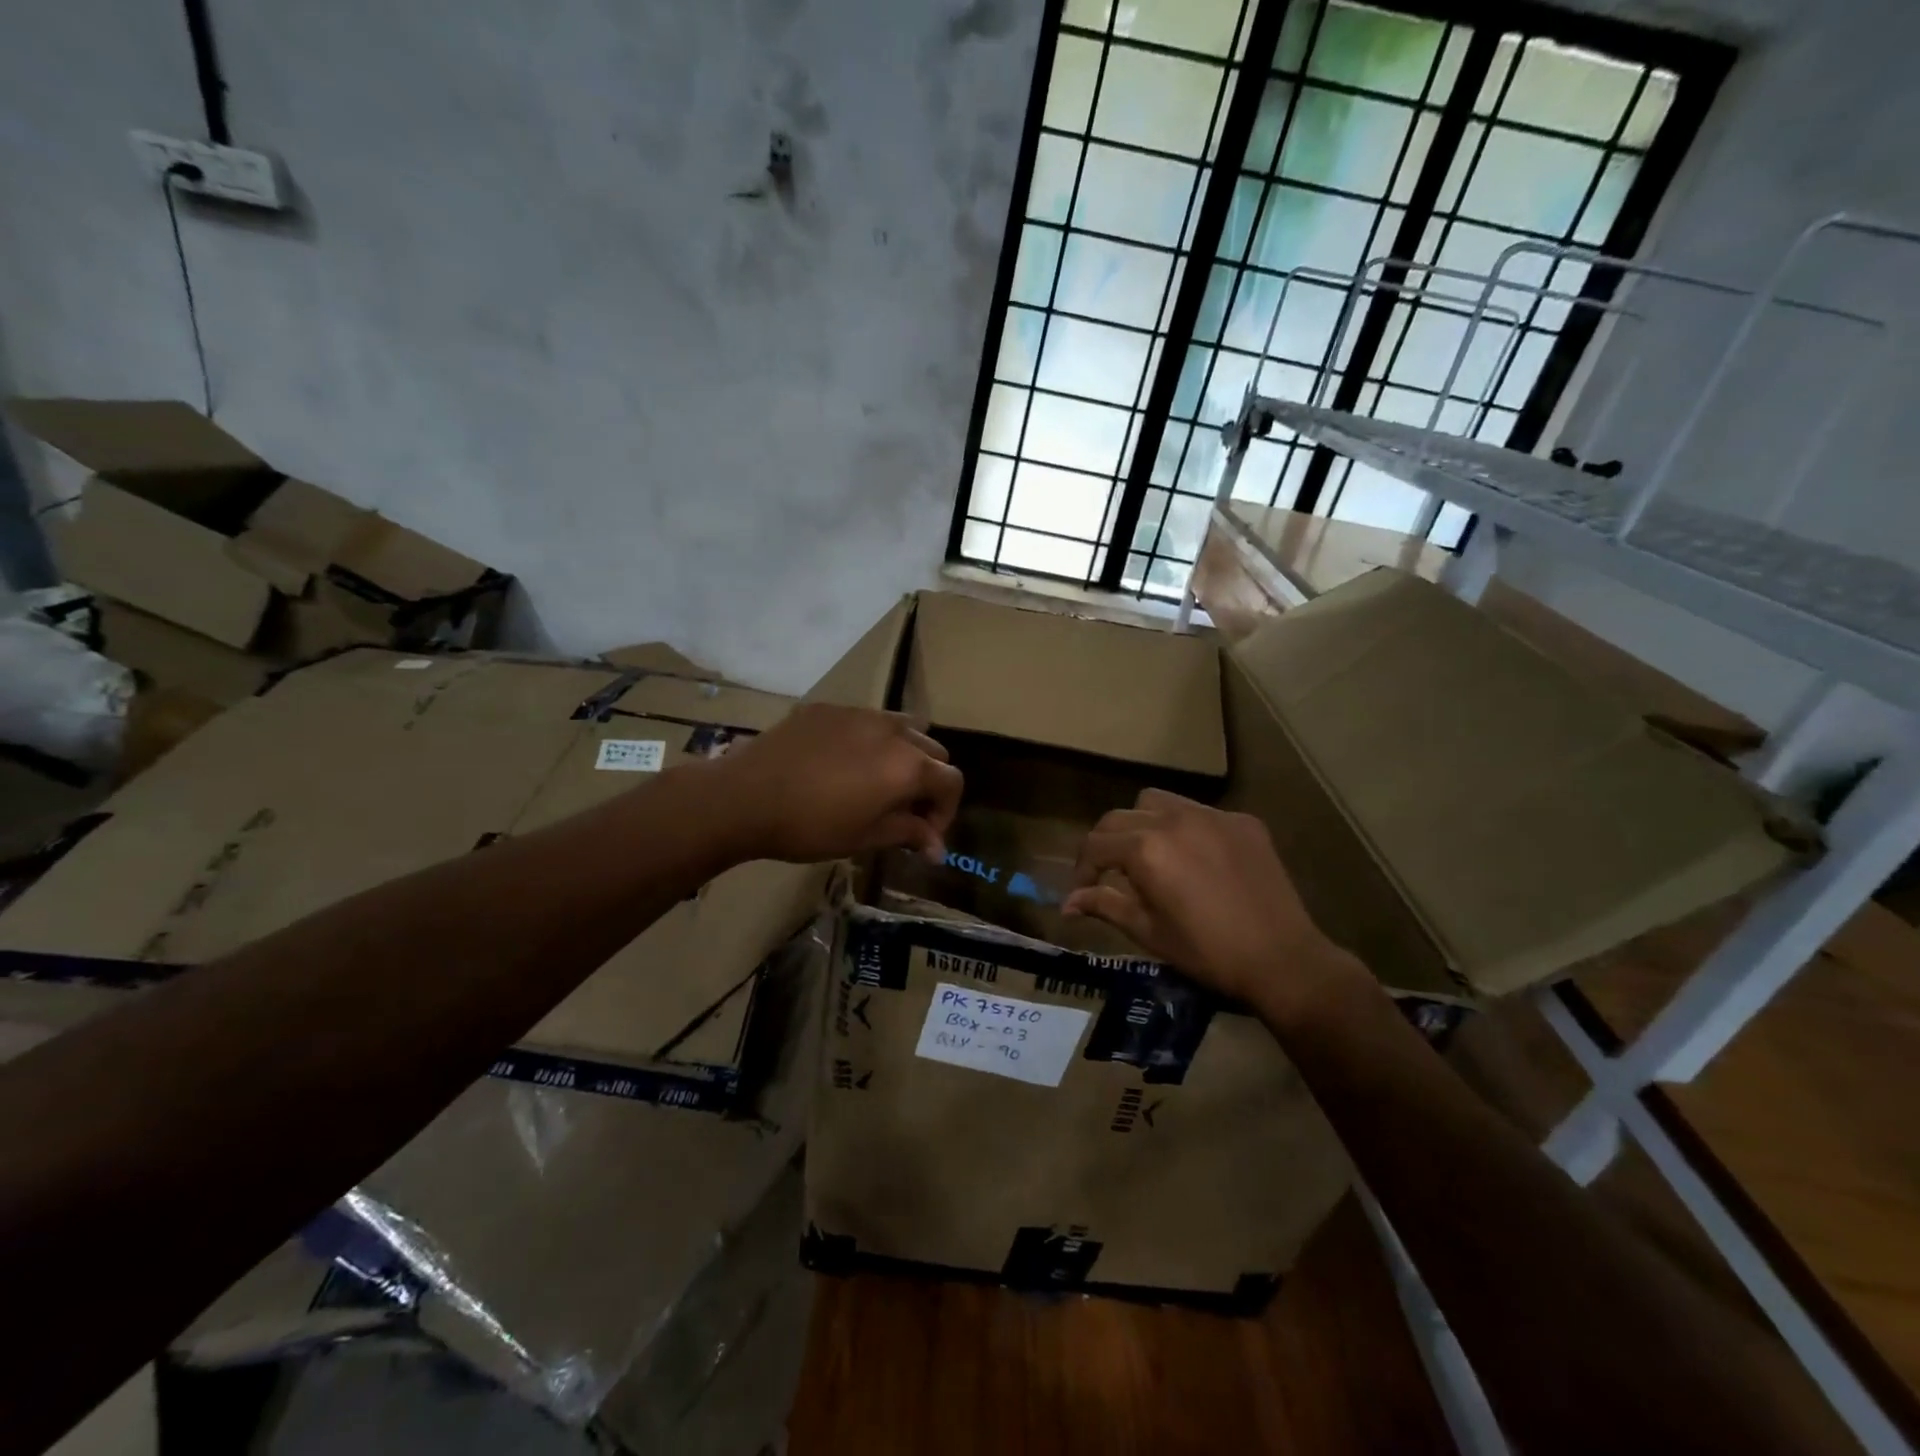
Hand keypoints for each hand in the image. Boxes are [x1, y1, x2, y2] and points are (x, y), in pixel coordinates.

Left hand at [705, 704, 963, 864]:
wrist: (745, 796)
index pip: (952, 782)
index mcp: (908, 766)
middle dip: (928, 782)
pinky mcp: (830, 709)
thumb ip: (908, 833)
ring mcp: (860, 714)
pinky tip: (840, 764)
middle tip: (905, 811)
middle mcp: (893, 731)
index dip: (946, 812)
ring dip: (904, 754)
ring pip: (902, 728)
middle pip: (933, 751)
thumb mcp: (865, 837)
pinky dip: (869, 741)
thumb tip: (938, 849)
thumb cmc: (810, 826)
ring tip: (878, 781)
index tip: (924, 835)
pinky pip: (865, 721)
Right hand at [1063, 789, 1364, 1021]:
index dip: (1082, 868)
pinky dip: (1183, 827)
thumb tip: (1067, 904)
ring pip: (1156, 801)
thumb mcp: (1149, 932)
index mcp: (1146, 849)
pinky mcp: (1242, 821)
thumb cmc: (1207, 953)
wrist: (1283, 960)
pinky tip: (1195, 857)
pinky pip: (1198, 811)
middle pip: (1120, 817)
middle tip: (1108, 873)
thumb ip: (1105, 906)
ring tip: (1149, 854)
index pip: (1095, 844)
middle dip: (1105, 843)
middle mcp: (1174, 820)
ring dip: (1141, 822)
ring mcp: (1211, 816)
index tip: (1083, 890)